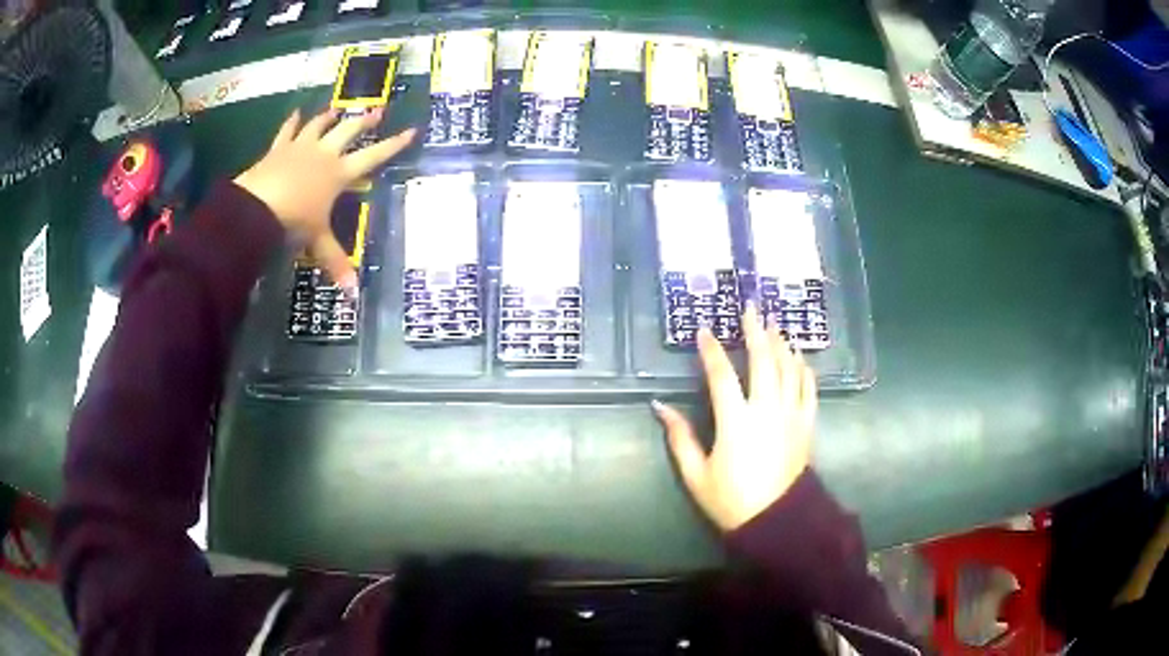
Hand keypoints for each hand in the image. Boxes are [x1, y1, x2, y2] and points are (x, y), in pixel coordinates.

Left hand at [234, 108, 415, 289]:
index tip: (411, 130)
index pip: (373, 156)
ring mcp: (300, 148)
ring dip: (330, 117)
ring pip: (319, 125)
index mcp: (338, 174)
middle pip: (348, 132)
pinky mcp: (278, 149)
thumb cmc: (293, 222)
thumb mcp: (317, 242)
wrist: (256, 207)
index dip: (394, 145)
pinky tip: (297, 112)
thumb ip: (335, 261)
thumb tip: (353, 292)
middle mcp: (323, 155)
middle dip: (364, 122)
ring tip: (337, 109)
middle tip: (377, 111)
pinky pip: (288, 131)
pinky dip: (292, 122)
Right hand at [654, 306, 816, 531]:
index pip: (722, 375)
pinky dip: (804, 369)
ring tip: (774, 324)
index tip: (704, 331)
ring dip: (781, 343)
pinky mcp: (806, 424)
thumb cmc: (732, 501)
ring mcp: (791, 415)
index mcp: (736, 421)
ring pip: (789, 369)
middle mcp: (767, 410)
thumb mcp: (696, 474)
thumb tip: (659, 407)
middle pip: (764, 361)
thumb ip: (679, 438)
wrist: (777, 521)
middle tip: (751, 309)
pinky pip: (809, 389)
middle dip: (756, 332)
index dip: (711, 351)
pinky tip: (799, 357)